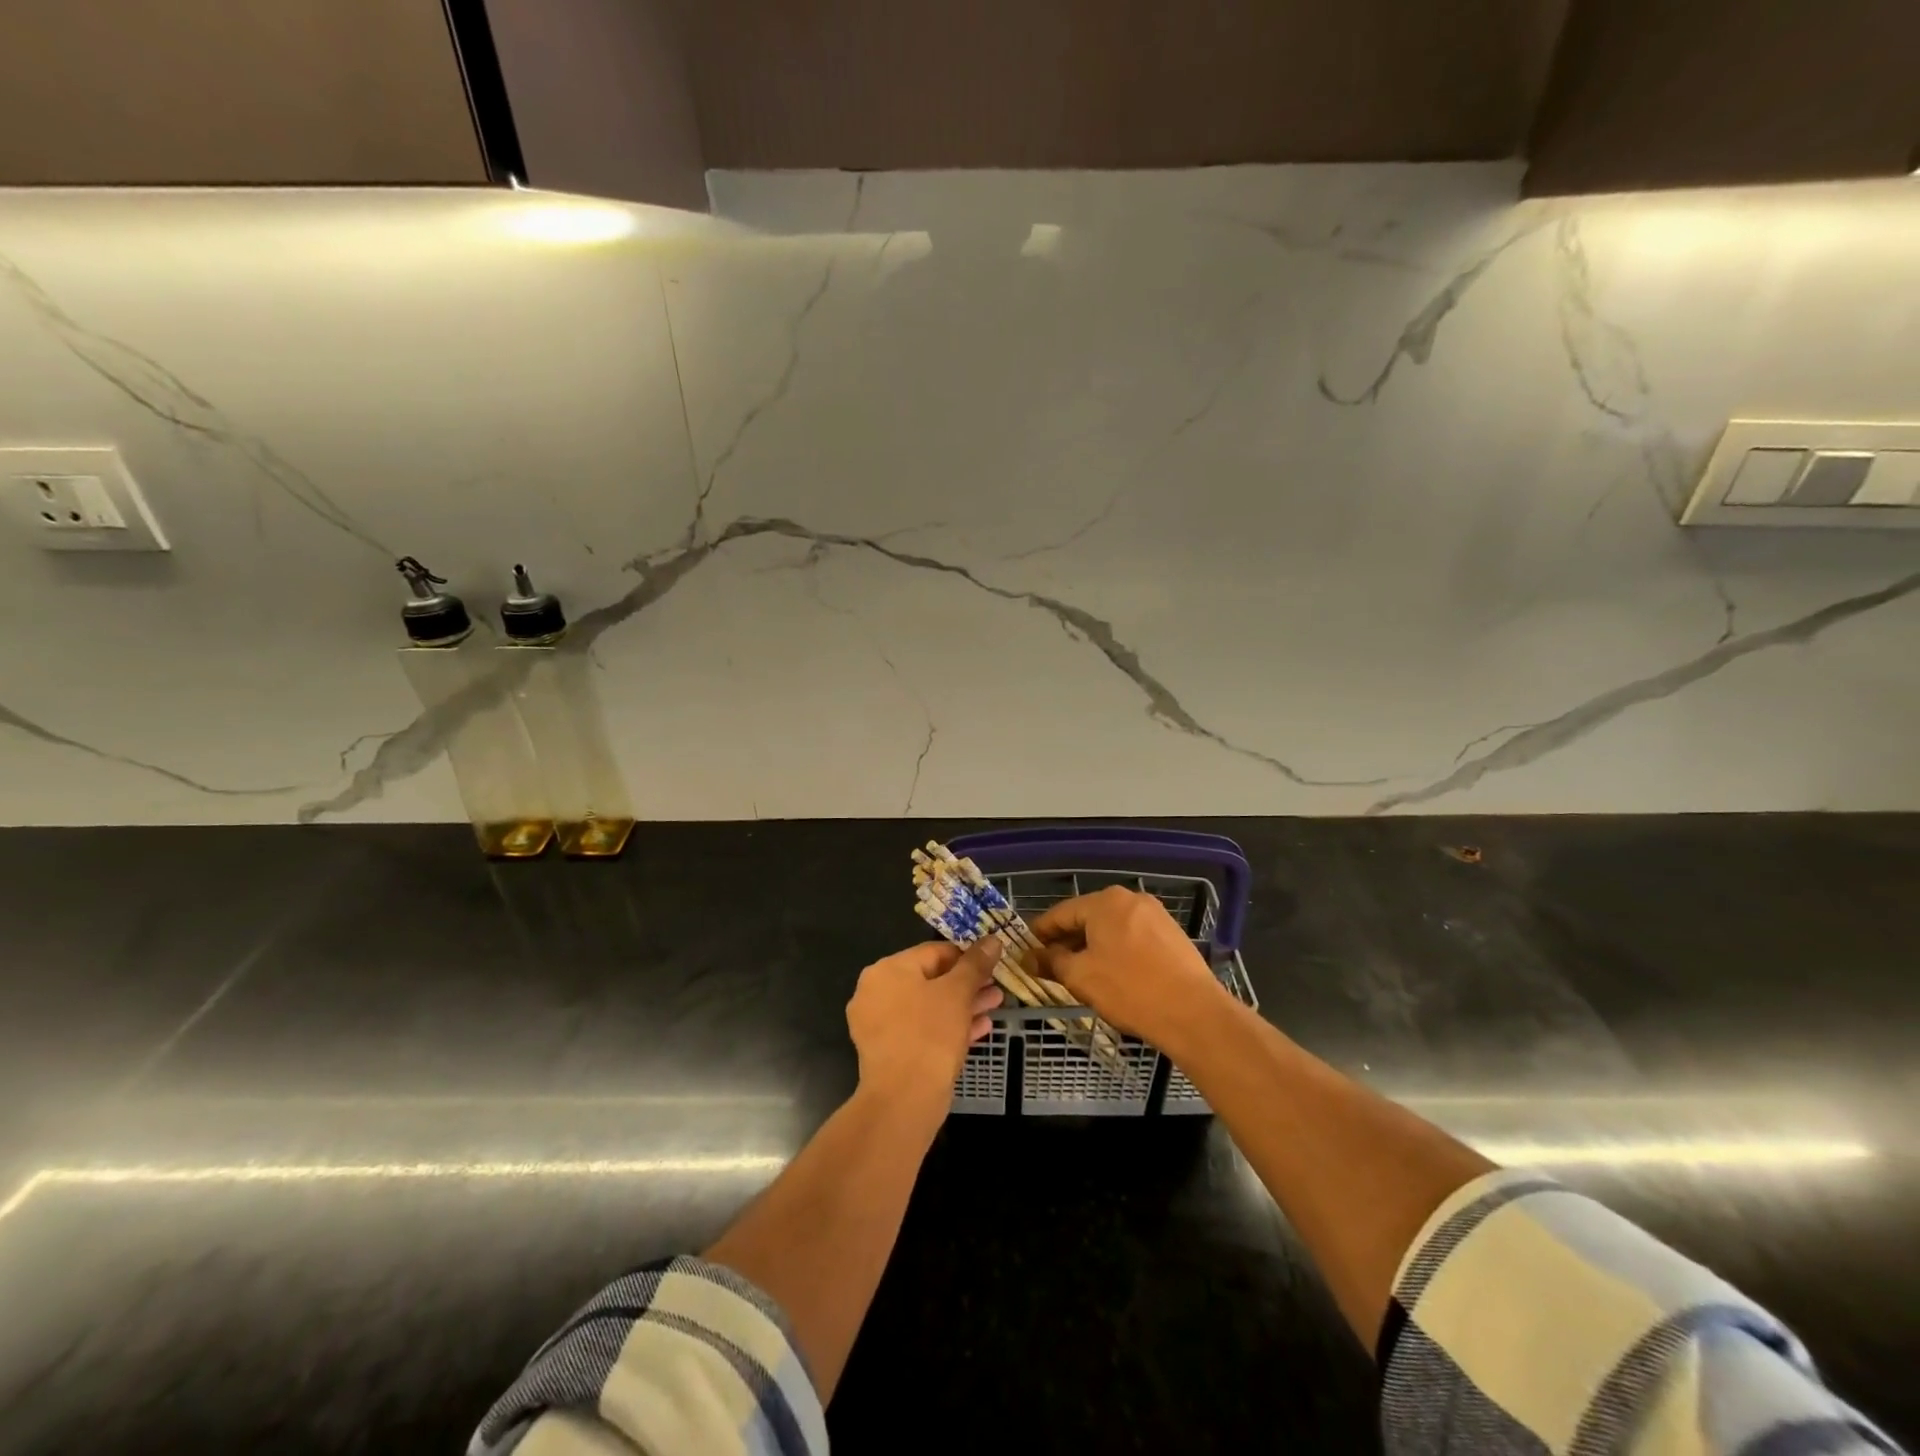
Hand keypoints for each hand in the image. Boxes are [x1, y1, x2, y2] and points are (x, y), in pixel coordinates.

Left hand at [846, 937, 1003, 1100]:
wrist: (904, 1100)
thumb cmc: (930, 1034)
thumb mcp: (958, 993)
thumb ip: (975, 964)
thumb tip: (992, 939)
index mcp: (886, 970)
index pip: (933, 951)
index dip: (967, 955)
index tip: (993, 963)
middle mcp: (876, 992)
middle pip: (930, 980)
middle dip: (967, 984)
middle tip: (996, 987)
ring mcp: (879, 1024)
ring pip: (928, 1007)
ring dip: (963, 1005)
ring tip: (994, 1005)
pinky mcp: (889, 1052)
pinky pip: (922, 1030)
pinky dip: (948, 1027)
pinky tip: (981, 1028)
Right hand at [1032, 888, 1231, 1045]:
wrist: (1194, 1013)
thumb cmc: (1129, 989)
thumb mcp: (1080, 977)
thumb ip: (1051, 961)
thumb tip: (1029, 956)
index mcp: (1104, 901)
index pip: (1061, 913)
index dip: (1040, 933)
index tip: (1026, 951)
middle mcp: (1130, 898)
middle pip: (1087, 918)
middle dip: (1067, 941)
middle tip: (1051, 967)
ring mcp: (1155, 915)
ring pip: (1111, 928)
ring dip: (1092, 947)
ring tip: (1081, 974)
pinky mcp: (1172, 934)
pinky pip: (1133, 937)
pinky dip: (1117, 951)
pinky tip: (1113, 975)